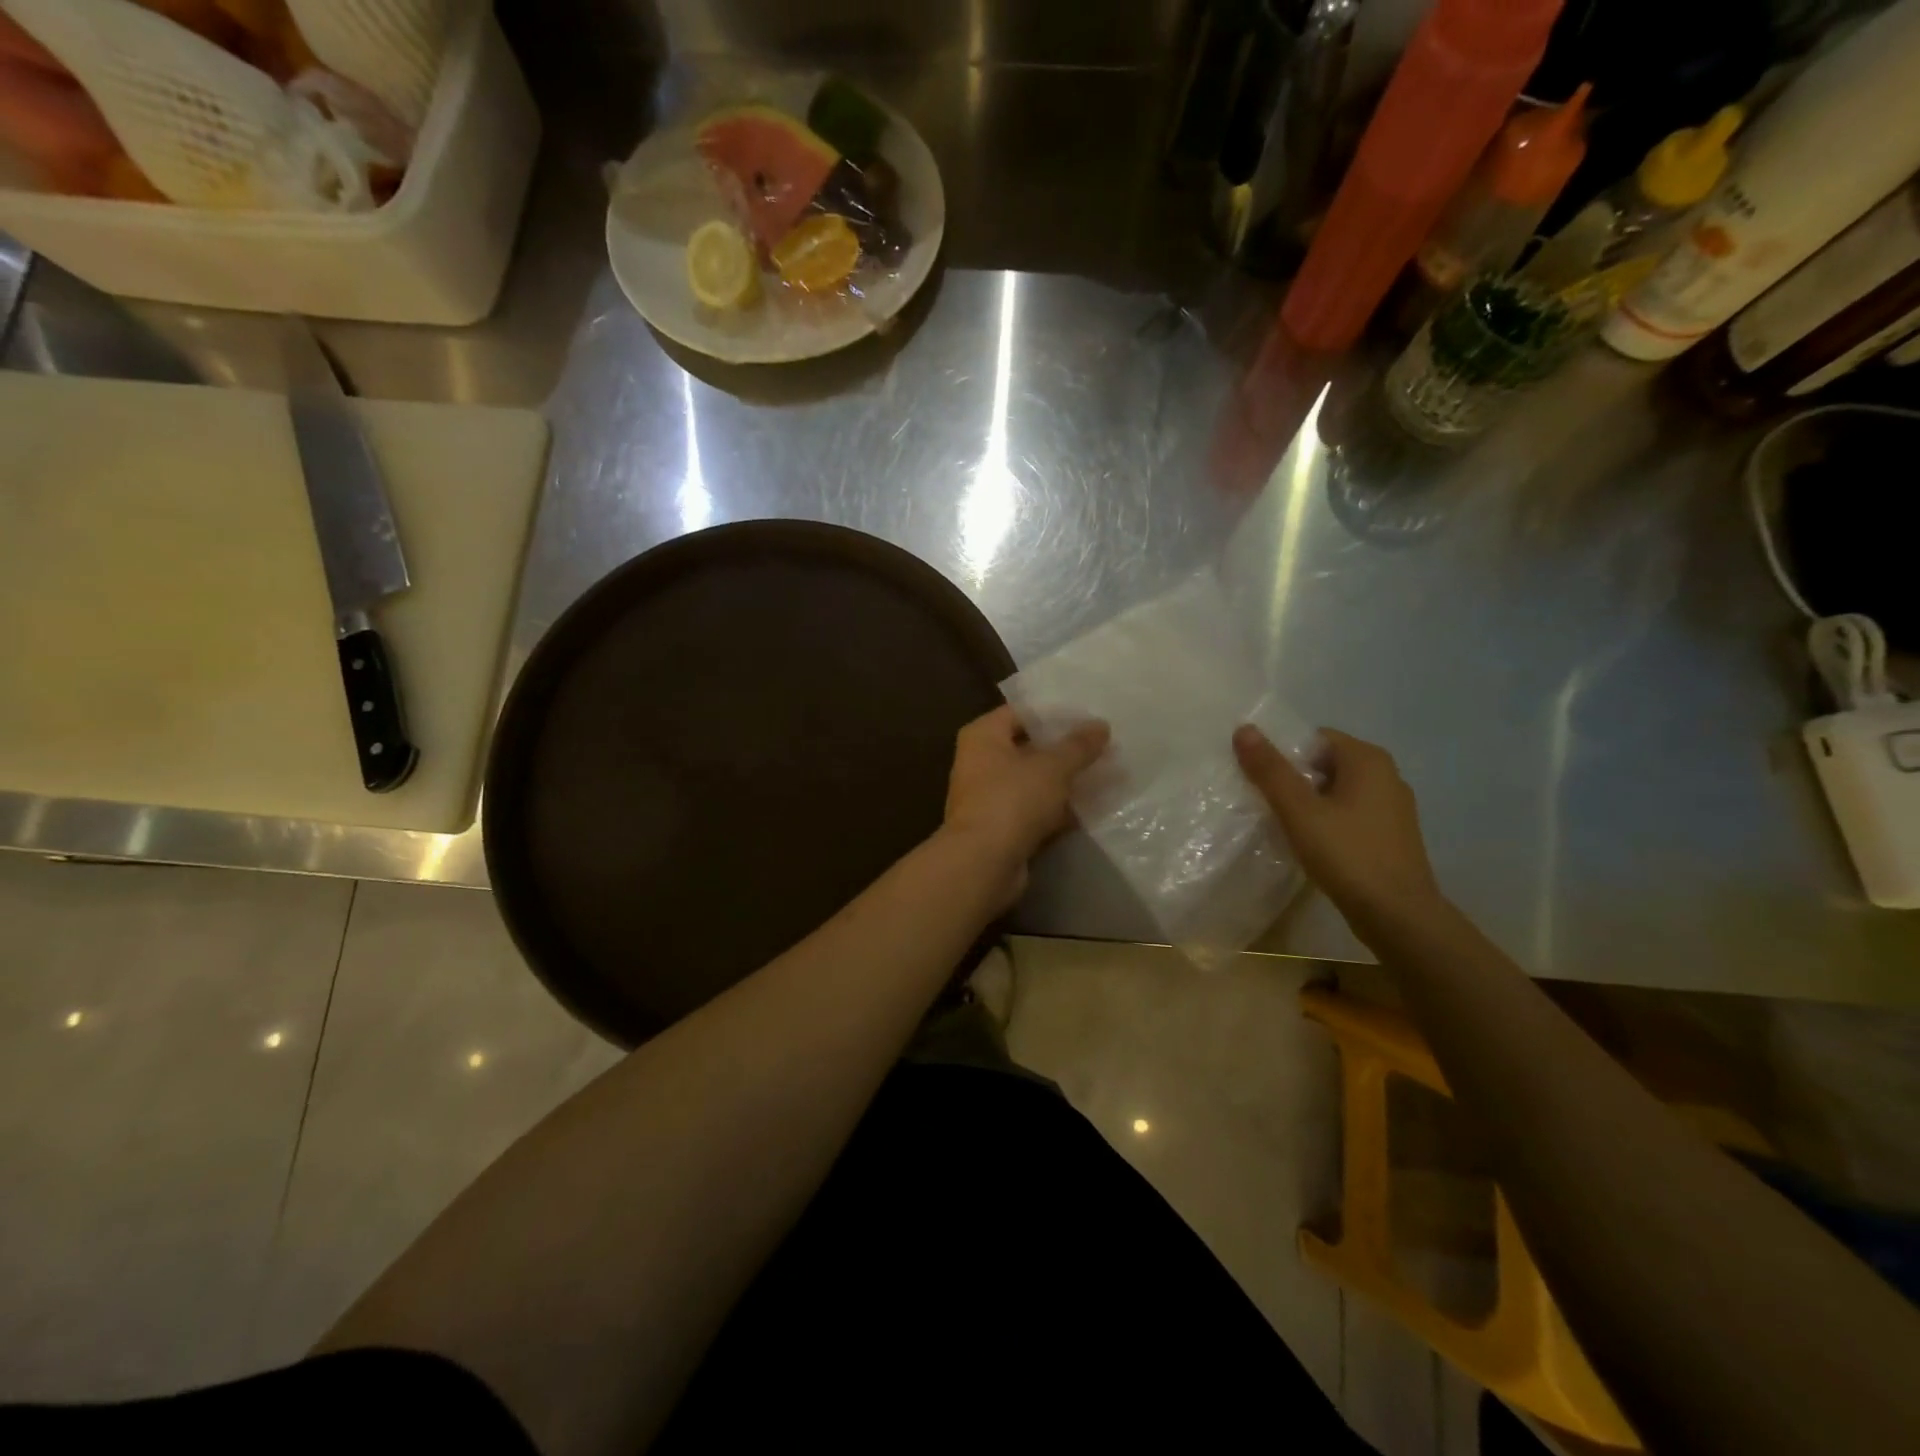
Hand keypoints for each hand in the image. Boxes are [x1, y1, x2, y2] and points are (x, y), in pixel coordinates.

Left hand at [943, 705, 1109, 900]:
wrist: (983, 863)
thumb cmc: (1012, 800)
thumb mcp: (1052, 767)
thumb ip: (1078, 745)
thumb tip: (1101, 725)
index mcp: (983, 736)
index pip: (1021, 712)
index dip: (1055, 714)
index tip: (1090, 718)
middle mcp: (980, 762)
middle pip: (1029, 748)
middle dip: (1066, 750)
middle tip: (1105, 747)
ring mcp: (990, 797)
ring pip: (1035, 782)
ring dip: (1067, 781)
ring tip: (1107, 775)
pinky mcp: (1002, 828)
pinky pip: (1036, 810)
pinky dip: (1060, 809)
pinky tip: (1093, 807)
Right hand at [1233, 725, 1442, 932]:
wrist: (1398, 917)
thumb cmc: (1348, 855)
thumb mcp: (1299, 811)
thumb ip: (1270, 770)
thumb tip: (1244, 728)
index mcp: (1368, 760)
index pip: (1315, 738)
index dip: (1283, 752)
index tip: (1257, 776)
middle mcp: (1386, 776)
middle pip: (1325, 763)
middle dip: (1293, 777)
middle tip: (1260, 798)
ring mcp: (1392, 808)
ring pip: (1337, 791)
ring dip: (1308, 801)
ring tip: (1278, 820)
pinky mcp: (1391, 836)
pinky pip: (1350, 814)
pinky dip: (1326, 820)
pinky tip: (1308, 842)